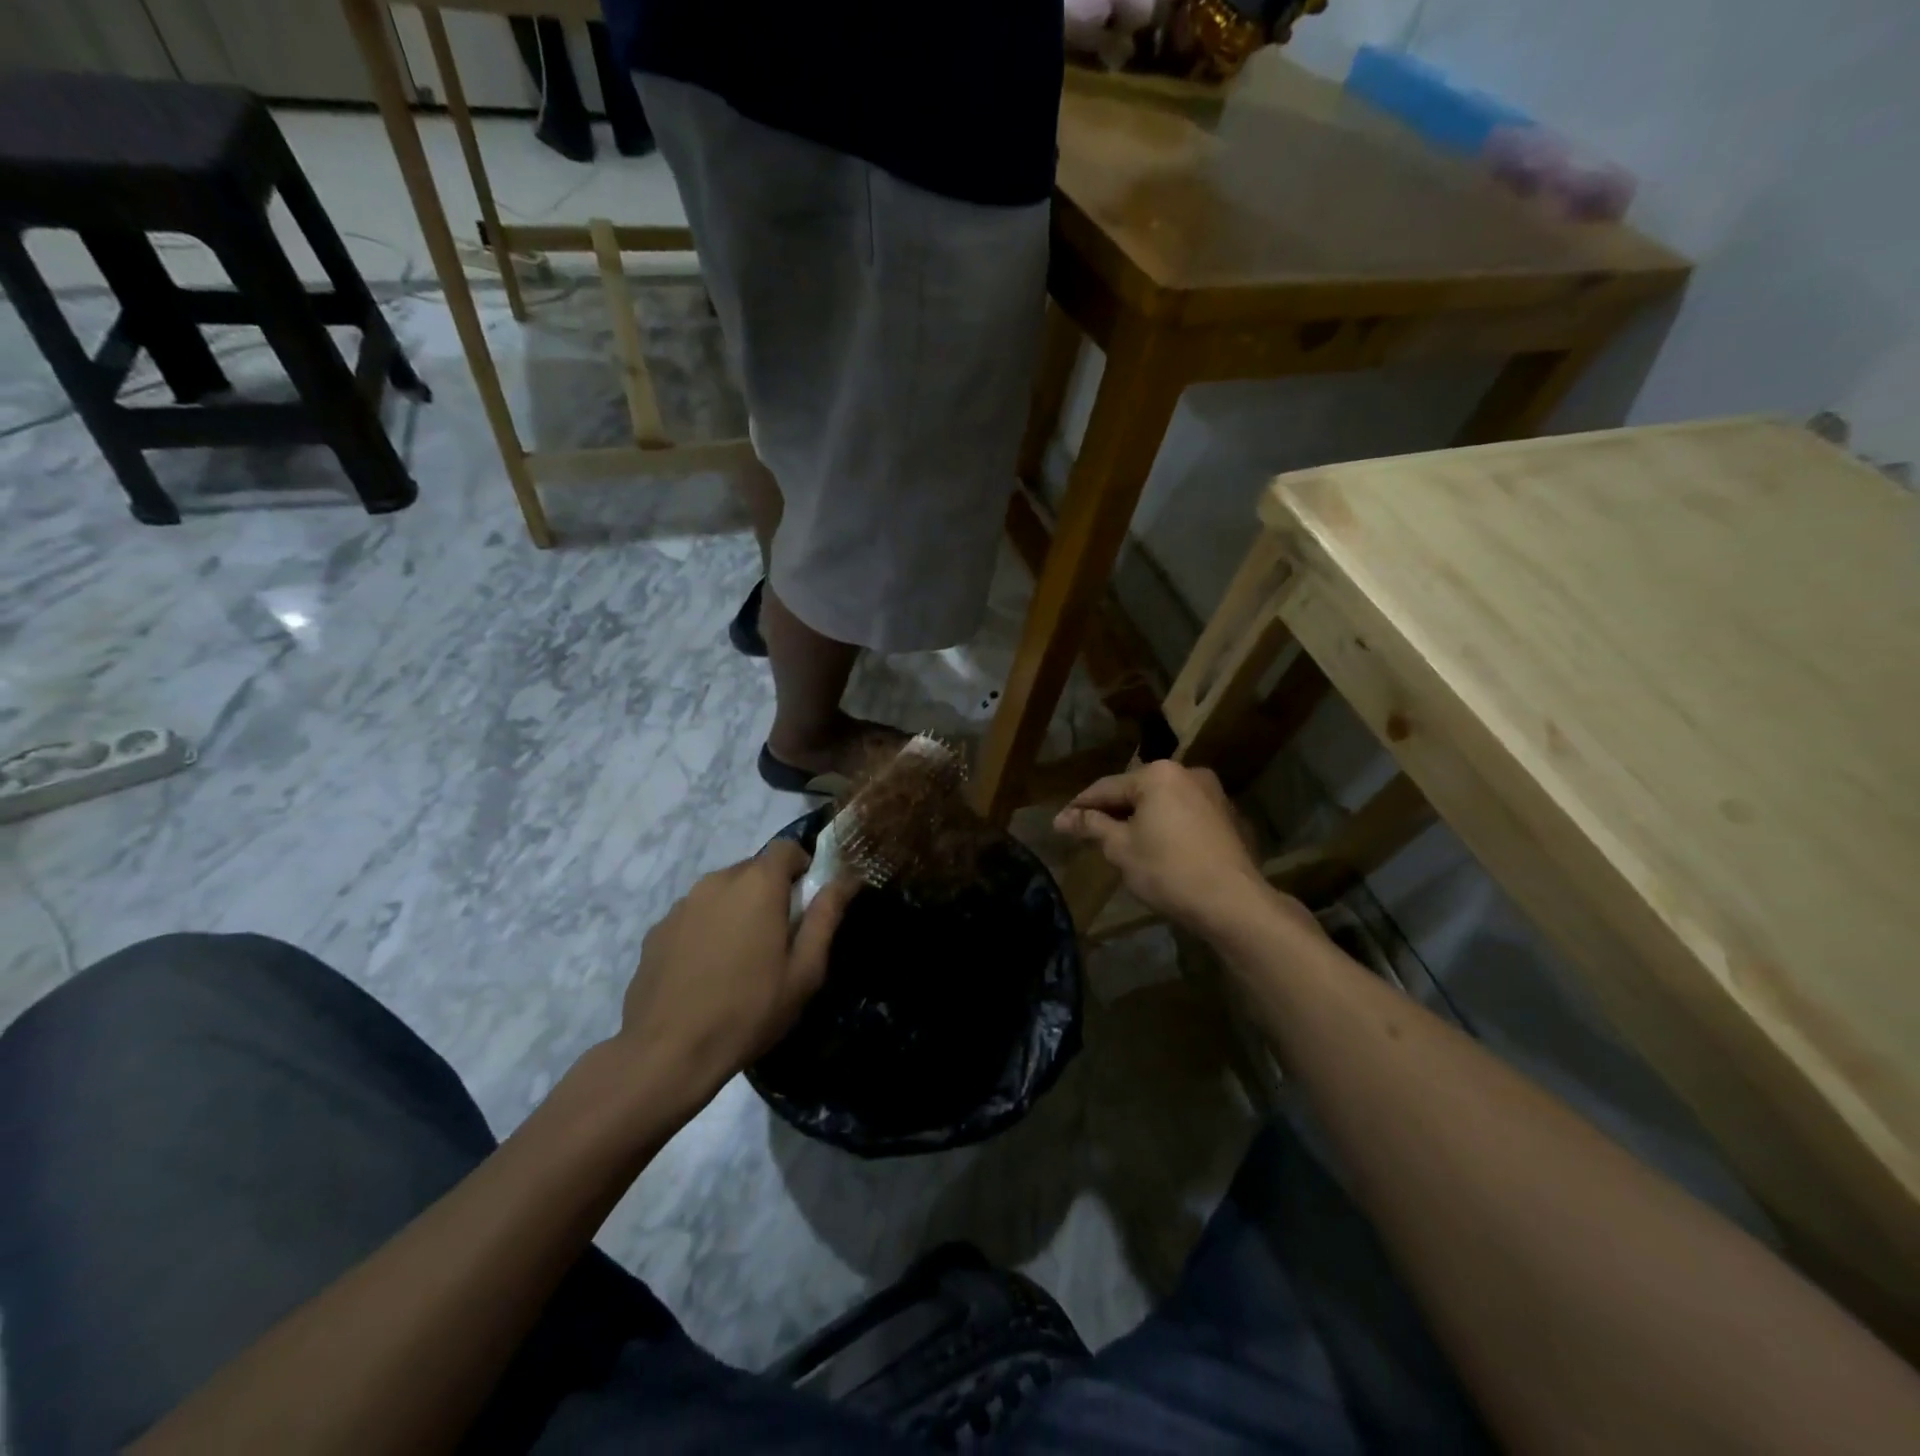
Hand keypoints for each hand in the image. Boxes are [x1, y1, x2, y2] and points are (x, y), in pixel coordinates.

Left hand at [619, 840, 855, 1107]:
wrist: (667, 1053)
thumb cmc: (749, 1010)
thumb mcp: (804, 971)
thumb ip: (826, 917)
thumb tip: (847, 879)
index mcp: (757, 884)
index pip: (786, 848)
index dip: (802, 868)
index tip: (806, 904)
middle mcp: (716, 881)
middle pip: (753, 869)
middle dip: (770, 892)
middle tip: (778, 939)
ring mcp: (681, 905)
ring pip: (722, 892)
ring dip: (737, 910)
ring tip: (740, 959)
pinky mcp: (657, 930)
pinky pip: (695, 915)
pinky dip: (707, 929)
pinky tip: (707, 972)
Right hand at [1055, 761, 1284, 934]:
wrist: (1232, 902)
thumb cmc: (1168, 870)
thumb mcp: (1121, 849)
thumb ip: (1092, 826)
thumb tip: (1062, 818)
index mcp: (1157, 774)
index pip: (1106, 788)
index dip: (1080, 807)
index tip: (1060, 824)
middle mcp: (1187, 773)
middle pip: (1136, 791)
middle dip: (1111, 811)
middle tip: (1087, 833)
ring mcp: (1212, 793)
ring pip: (1161, 802)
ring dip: (1139, 818)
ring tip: (1118, 842)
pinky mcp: (1227, 816)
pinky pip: (1183, 814)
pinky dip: (1165, 825)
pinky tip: (1155, 848)